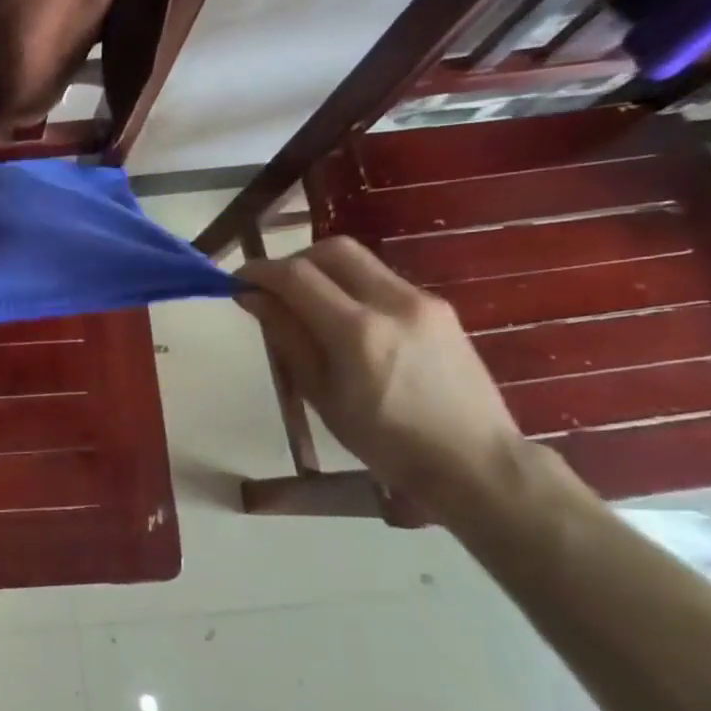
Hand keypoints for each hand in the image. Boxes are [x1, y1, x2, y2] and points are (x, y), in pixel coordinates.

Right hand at [236, 237, 530, 512]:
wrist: (474, 460)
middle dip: (293, 261)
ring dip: (322, 271)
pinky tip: (344, 320)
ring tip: (305, 306)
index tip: (236, 281)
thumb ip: (287, 337)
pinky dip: (351, 285)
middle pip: (332, 251)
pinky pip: (382, 279)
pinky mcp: (439, 308)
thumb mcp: (321, 394)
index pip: (296, 276)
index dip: (259, 271)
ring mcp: (422, 301)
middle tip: (272, 289)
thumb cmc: (385, 441)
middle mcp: (393, 302)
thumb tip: (252, 297)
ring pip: (360, 261)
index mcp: (358, 331)